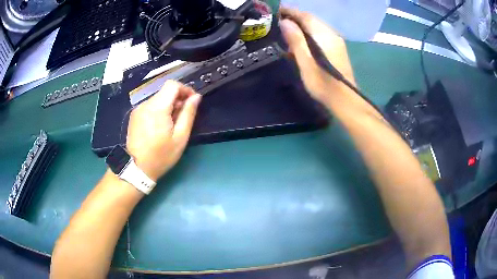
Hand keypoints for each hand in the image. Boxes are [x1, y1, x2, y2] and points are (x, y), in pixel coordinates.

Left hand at [126, 80, 201, 180]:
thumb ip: (188, 114)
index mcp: (158, 108)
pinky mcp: (134, 115)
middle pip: (165, 92)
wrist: (136, 169)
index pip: (172, 85)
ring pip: (158, 99)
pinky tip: (160, 126)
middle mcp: (146, 104)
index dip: (185, 89)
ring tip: (172, 124)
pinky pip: (150, 106)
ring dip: (168, 105)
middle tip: (183, 117)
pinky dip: (159, 110)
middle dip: (177, 99)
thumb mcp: (180, 137)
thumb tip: (196, 97)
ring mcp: (138, 109)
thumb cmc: (161, 156)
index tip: (192, 101)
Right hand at [279, 7, 355, 104]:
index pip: (305, 16)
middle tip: (279, 20)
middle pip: (311, 19)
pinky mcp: (337, 48)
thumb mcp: (306, 63)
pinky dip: (309, 33)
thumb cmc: (324, 84)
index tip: (277, 10)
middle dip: (295, 17)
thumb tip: (285, 22)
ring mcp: (336, 41)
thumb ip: (296, 41)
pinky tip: (301, 40)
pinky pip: (321, 34)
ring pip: (316, 26)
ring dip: (302, 25)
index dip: (290, 11)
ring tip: (287, 29)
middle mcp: (331, 34)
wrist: (345, 99)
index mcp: (323, 36)